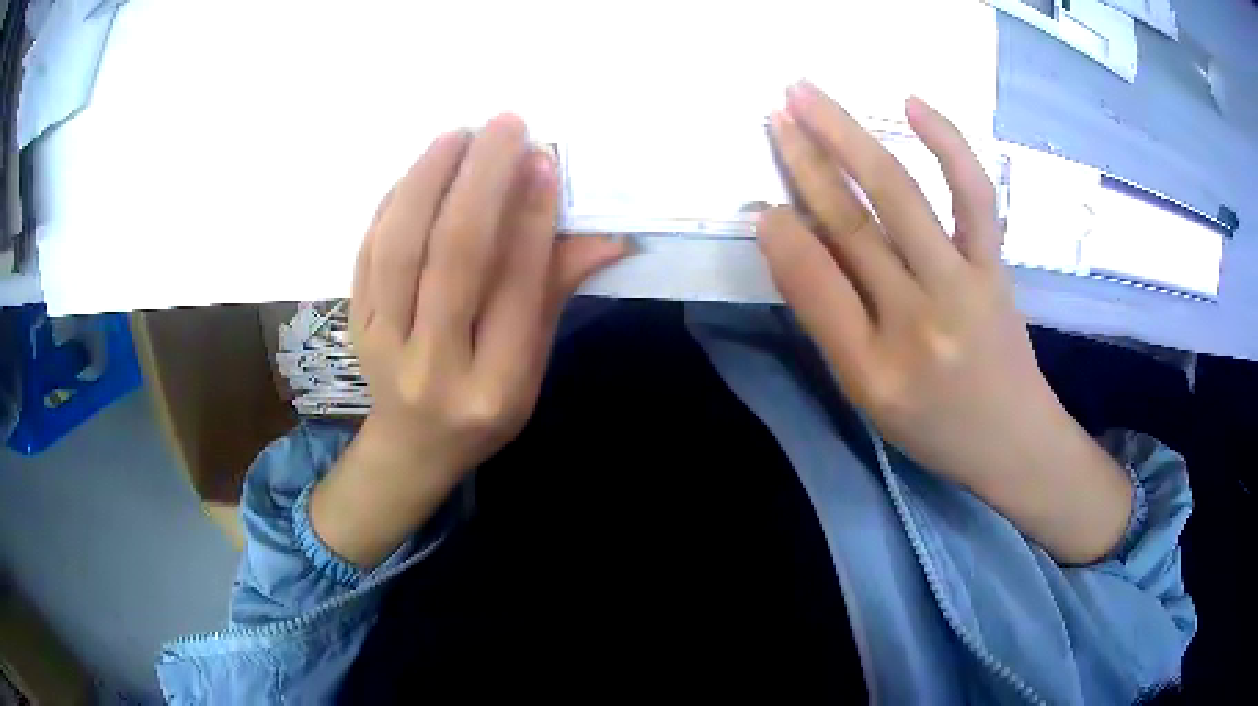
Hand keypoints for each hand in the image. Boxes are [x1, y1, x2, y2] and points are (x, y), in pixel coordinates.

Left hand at [312, 115, 630, 567]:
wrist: (412, 445)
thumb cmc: (484, 409)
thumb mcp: (531, 367)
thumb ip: (555, 293)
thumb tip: (607, 234)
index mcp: (494, 385)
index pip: (514, 289)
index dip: (529, 219)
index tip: (542, 161)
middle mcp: (434, 366)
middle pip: (452, 259)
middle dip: (480, 181)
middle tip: (504, 127)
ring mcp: (383, 344)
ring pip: (400, 247)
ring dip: (428, 180)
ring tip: (457, 136)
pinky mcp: (355, 323)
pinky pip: (370, 252)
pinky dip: (395, 202)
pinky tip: (419, 171)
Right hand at [758, 82, 1130, 562]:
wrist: (1013, 439)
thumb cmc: (934, 426)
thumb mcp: (865, 394)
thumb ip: (826, 320)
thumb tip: (787, 237)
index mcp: (874, 370)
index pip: (814, 285)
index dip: (781, 235)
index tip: (758, 199)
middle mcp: (919, 322)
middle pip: (853, 226)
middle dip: (805, 162)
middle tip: (775, 114)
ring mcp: (965, 286)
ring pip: (901, 197)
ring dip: (850, 138)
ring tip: (811, 96)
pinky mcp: (995, 264)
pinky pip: (974, 195)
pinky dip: (947, 144)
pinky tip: (913, 104)